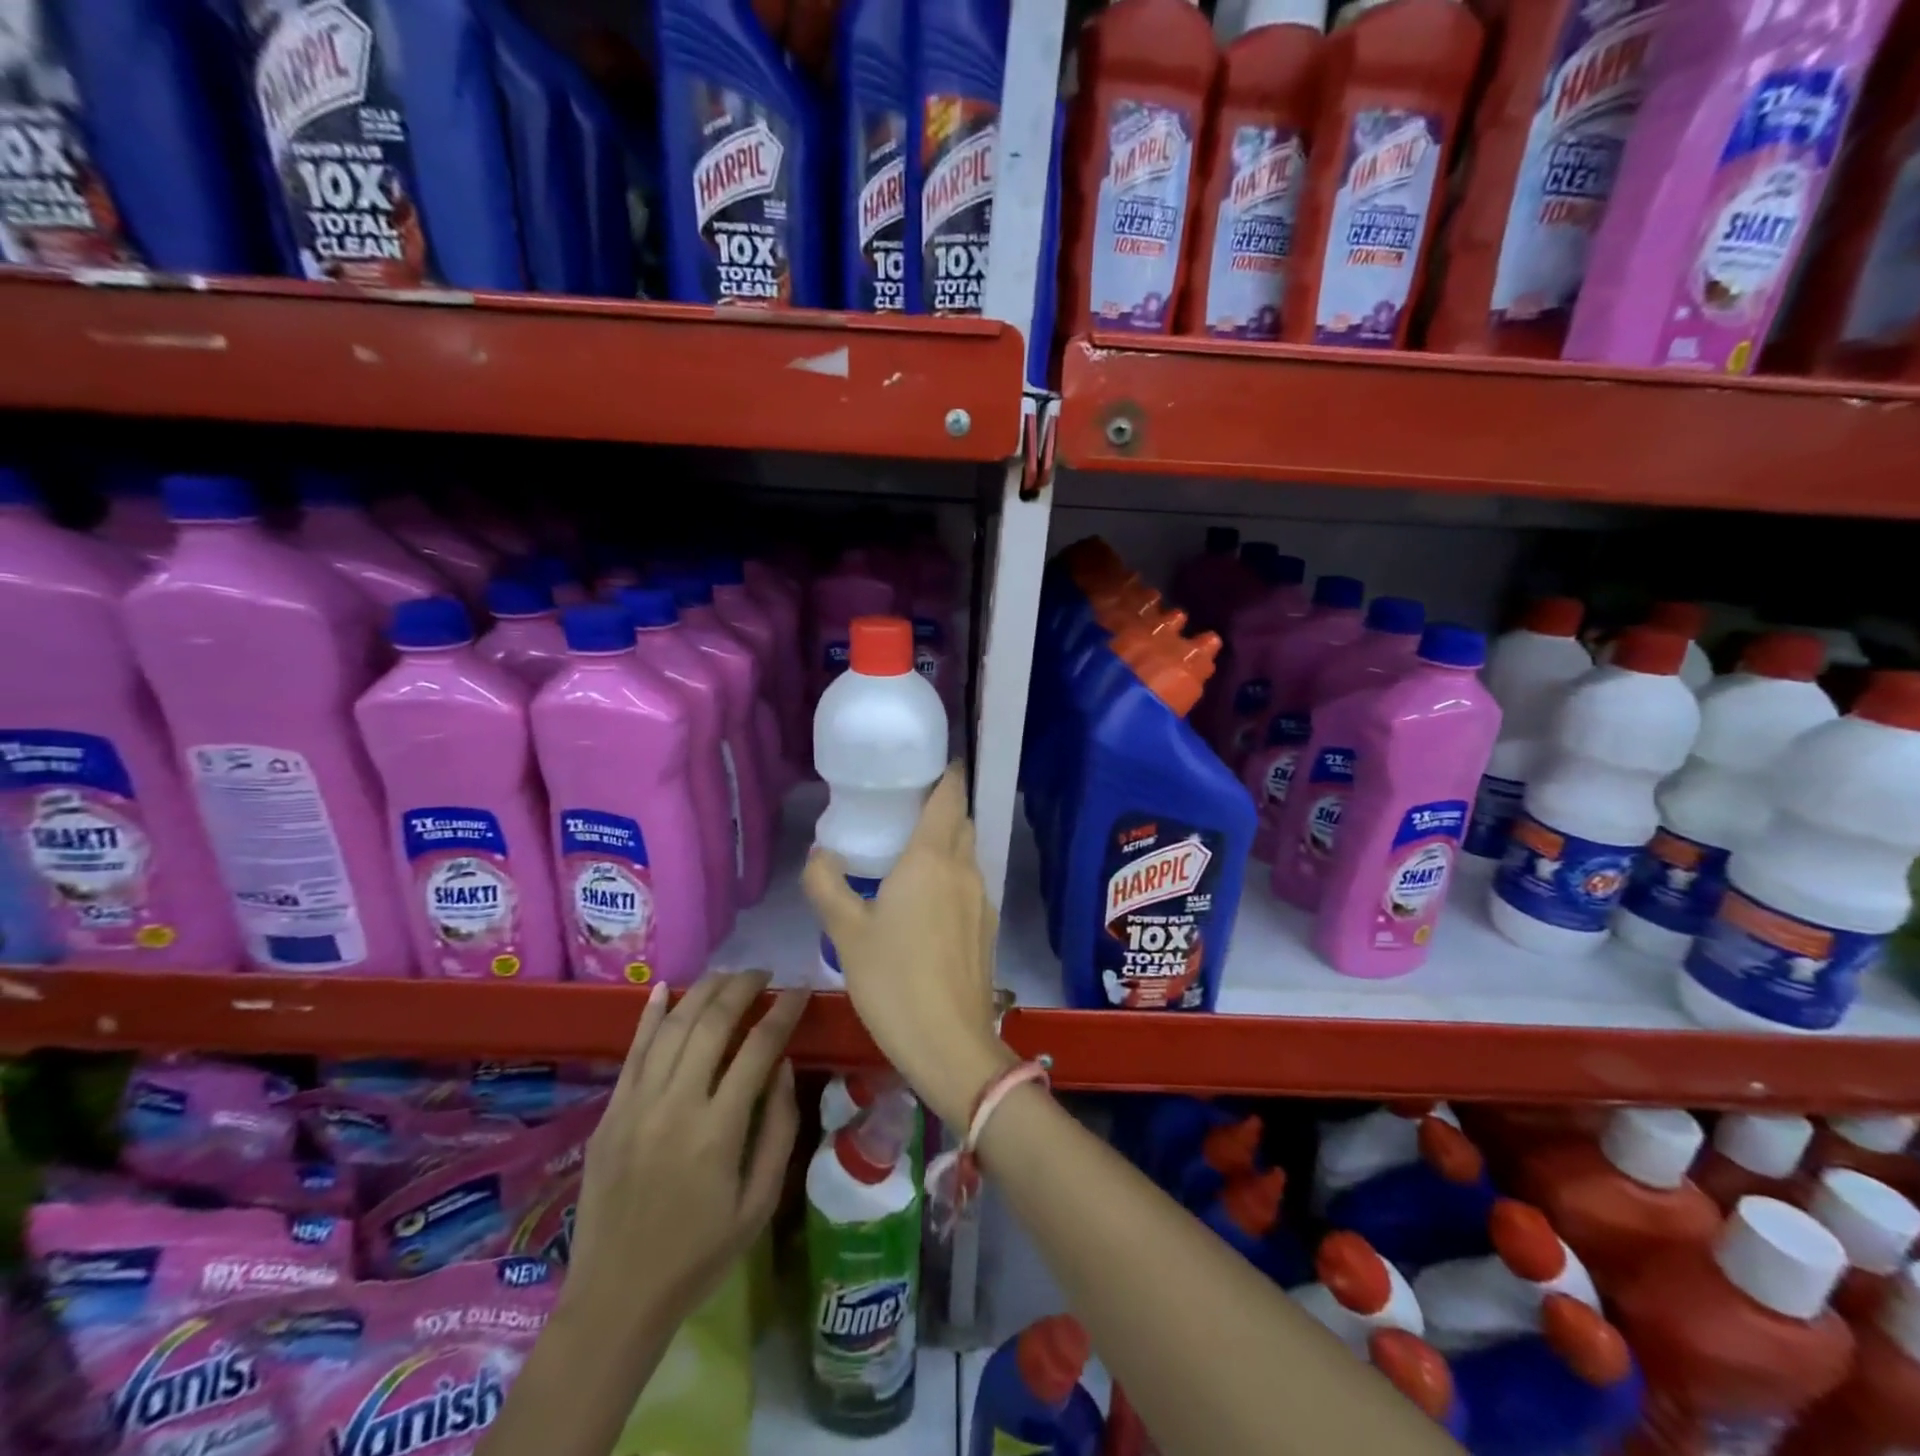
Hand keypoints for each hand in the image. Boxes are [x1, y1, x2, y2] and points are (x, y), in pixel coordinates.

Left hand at [564, 971, 806, 1351]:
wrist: (616, 1298)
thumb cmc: (699, 1255)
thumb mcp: (759, 1203)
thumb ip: (778, 1129)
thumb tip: (783, 1066)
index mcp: (718, 1131)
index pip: (759, 1048)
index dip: (784, 1011)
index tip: (800, 991)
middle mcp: (676, 1105)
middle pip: (712, 1023)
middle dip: (743, 988)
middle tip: (765, 975)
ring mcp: (636, 1105)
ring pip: (672, 1026)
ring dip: (703, 991)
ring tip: (729, 976)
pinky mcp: (610, 1112)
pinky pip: (633, 1051)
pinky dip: (650, 1014)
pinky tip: (665, 988)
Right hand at [803, 764, 1014, 1127]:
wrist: (950, 1044)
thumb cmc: (893, 980)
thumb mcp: (846, 933)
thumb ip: (826, 885)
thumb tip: (819, 853)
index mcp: (932, 858)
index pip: (950, 795)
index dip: (946, 773)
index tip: (929, 762)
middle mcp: (964, 869)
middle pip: (962, 821)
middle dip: (942, 807)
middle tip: (905, 808)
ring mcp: (982, 899)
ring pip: (967, 854)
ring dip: (947, 844)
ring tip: (911, 855)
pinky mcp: (987, 928)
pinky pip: (969, 884)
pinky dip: (952, 876)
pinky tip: (926, 903)